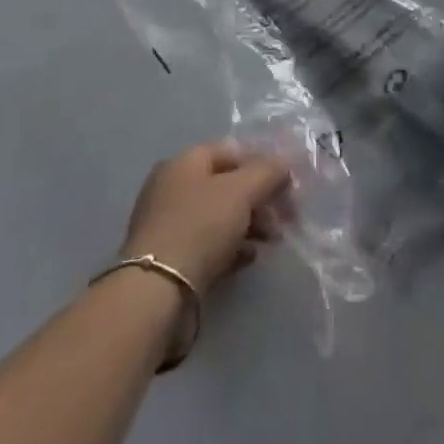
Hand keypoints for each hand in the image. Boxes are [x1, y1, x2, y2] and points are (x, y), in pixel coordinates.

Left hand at [121, 142, 291, 290]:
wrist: (156, 293)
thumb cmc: (200, 226)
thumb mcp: (242, 190)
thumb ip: (268, 171)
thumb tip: (284, 164)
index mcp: (184, 162)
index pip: (231, 151)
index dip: (262, 163)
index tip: (286, 184)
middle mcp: (172, 188)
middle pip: (226, 185)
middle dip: (259, 198)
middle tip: (284, 217)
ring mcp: (168, 225)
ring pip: (219, 216)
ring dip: (250, 224)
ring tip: (271, 241)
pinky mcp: (170, 260)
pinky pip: (208, 244)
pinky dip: (232, 248)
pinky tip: (248, 258)